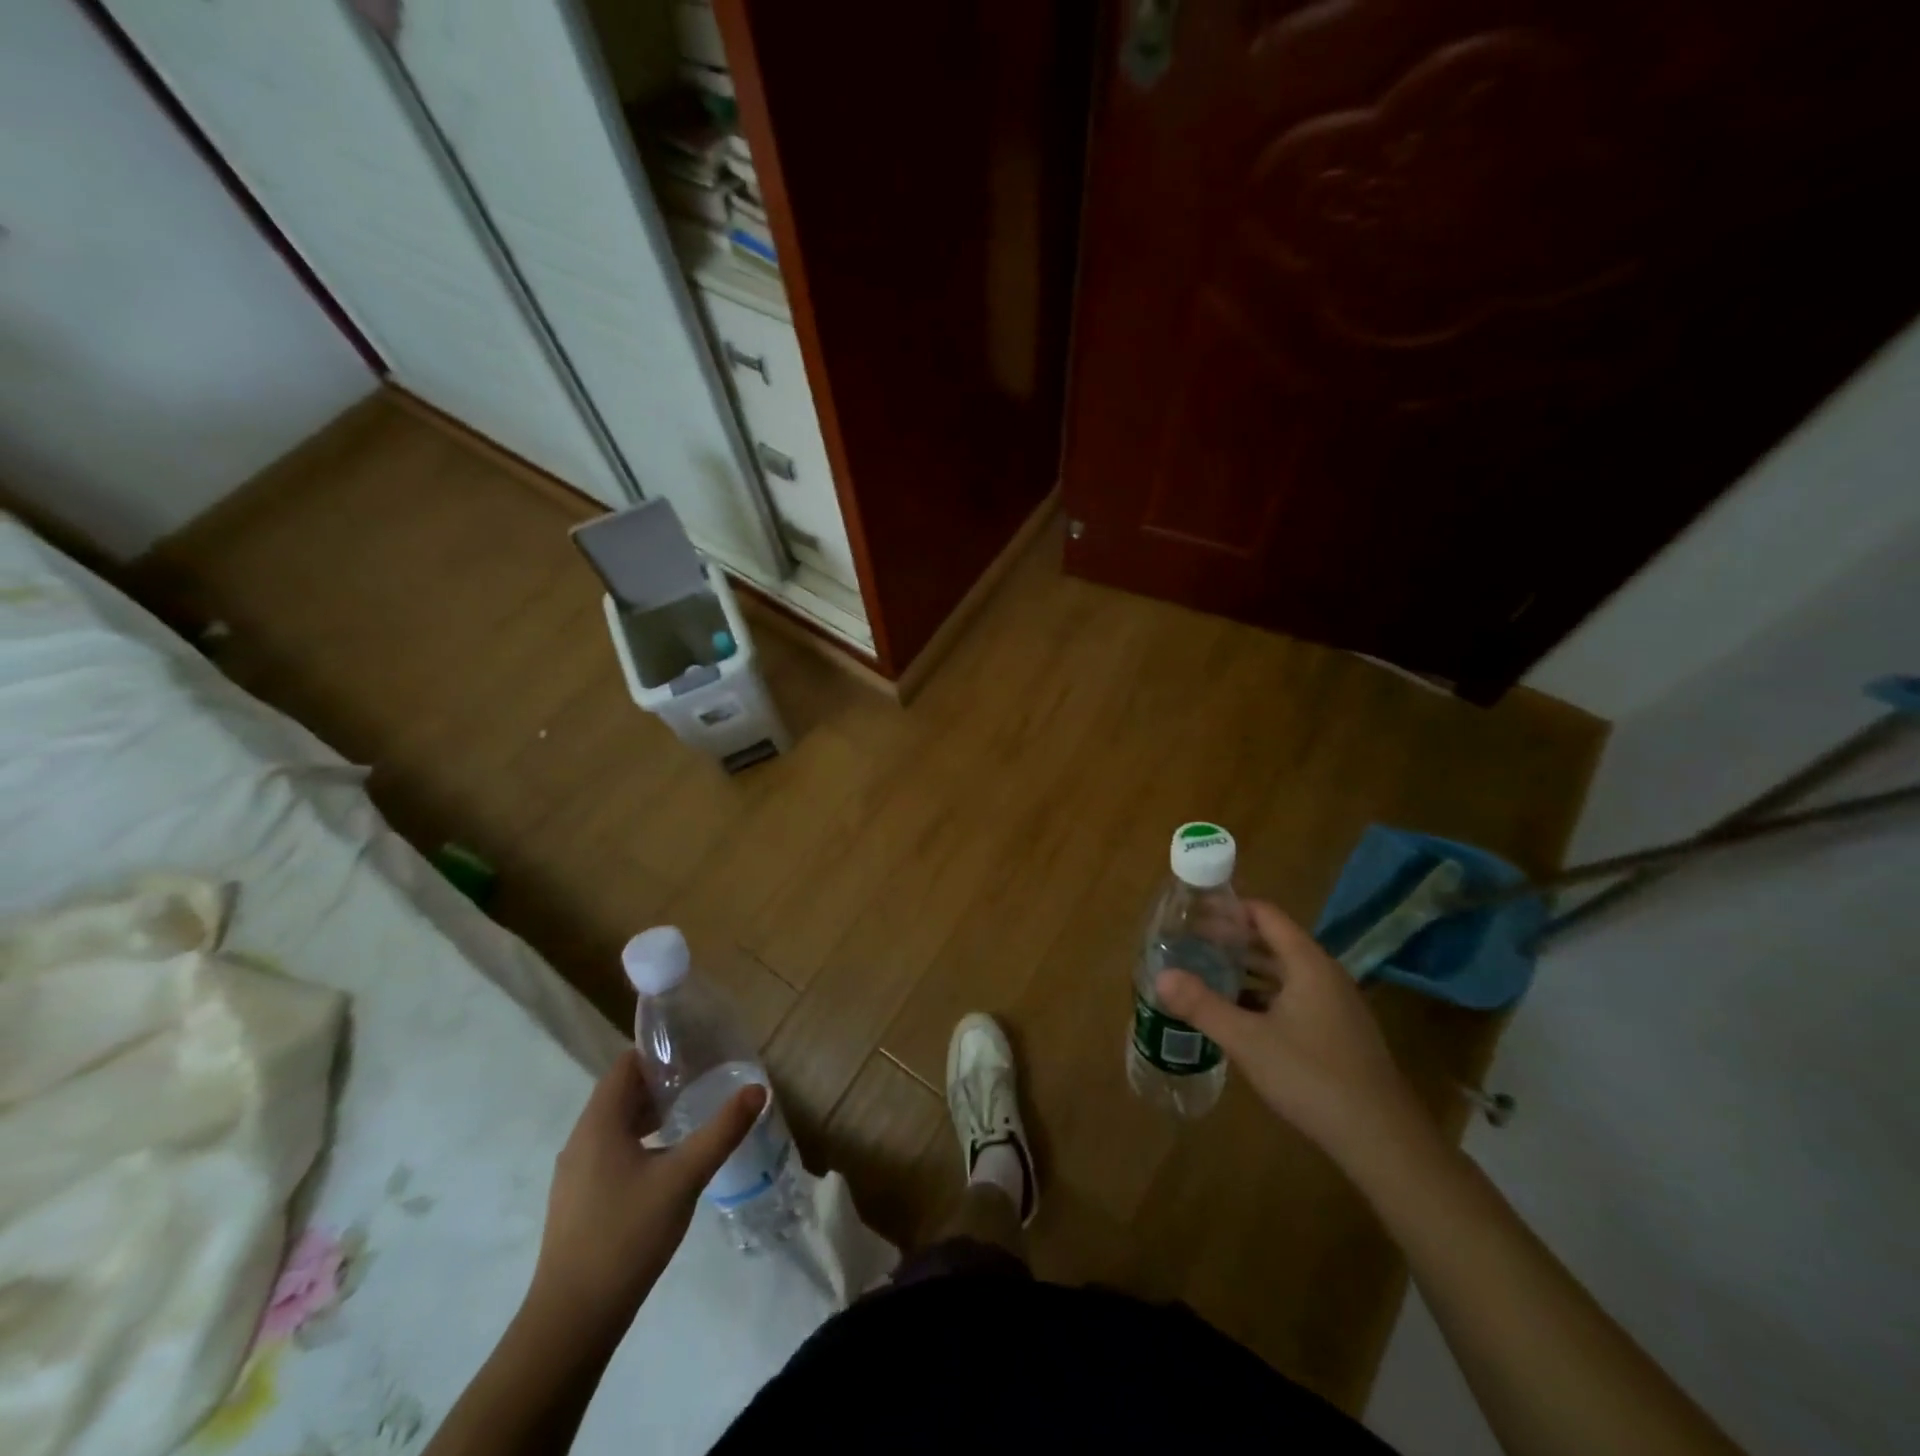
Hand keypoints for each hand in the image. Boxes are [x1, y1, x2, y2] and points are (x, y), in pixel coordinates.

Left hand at [526, 1049, 764, 1335]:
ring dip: (651, 1113)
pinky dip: (641, 1141)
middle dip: (661, 1081)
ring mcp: (576, 1173)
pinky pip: (612, 1151)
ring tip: (693, 1112)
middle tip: (705, 1077)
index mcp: (599, 1123)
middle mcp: (581, 1140)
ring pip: (617, 1125)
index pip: (626, 1064)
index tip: (696, 1049)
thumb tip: (758, 1089)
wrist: (572, 1322)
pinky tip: (669, 1160)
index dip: (659, 1051)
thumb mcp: (684, 1177)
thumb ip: (722, 1131)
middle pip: (621, 1092)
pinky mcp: (579, 1200)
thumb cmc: (627, 1236)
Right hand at [1157, 900, 1435, 1169]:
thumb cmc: (1312, 1076)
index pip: (1266, 915)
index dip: (1229, 909)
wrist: (1382, 1140)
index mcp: (1307, 964)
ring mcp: (1335, 1005)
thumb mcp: (1248, 1040)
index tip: (1194, 912)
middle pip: (1274, 941)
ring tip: (1206, 971)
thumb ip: (1202, 1005)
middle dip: (1232, 940)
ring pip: (1283, 973)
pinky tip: (1237, 1014)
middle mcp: (1324, 975)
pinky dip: (1263, 996)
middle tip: (1190, 942)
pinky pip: (1294, 998)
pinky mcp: (1337, 1033)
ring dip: (1246, 970)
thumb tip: (1160, 976)